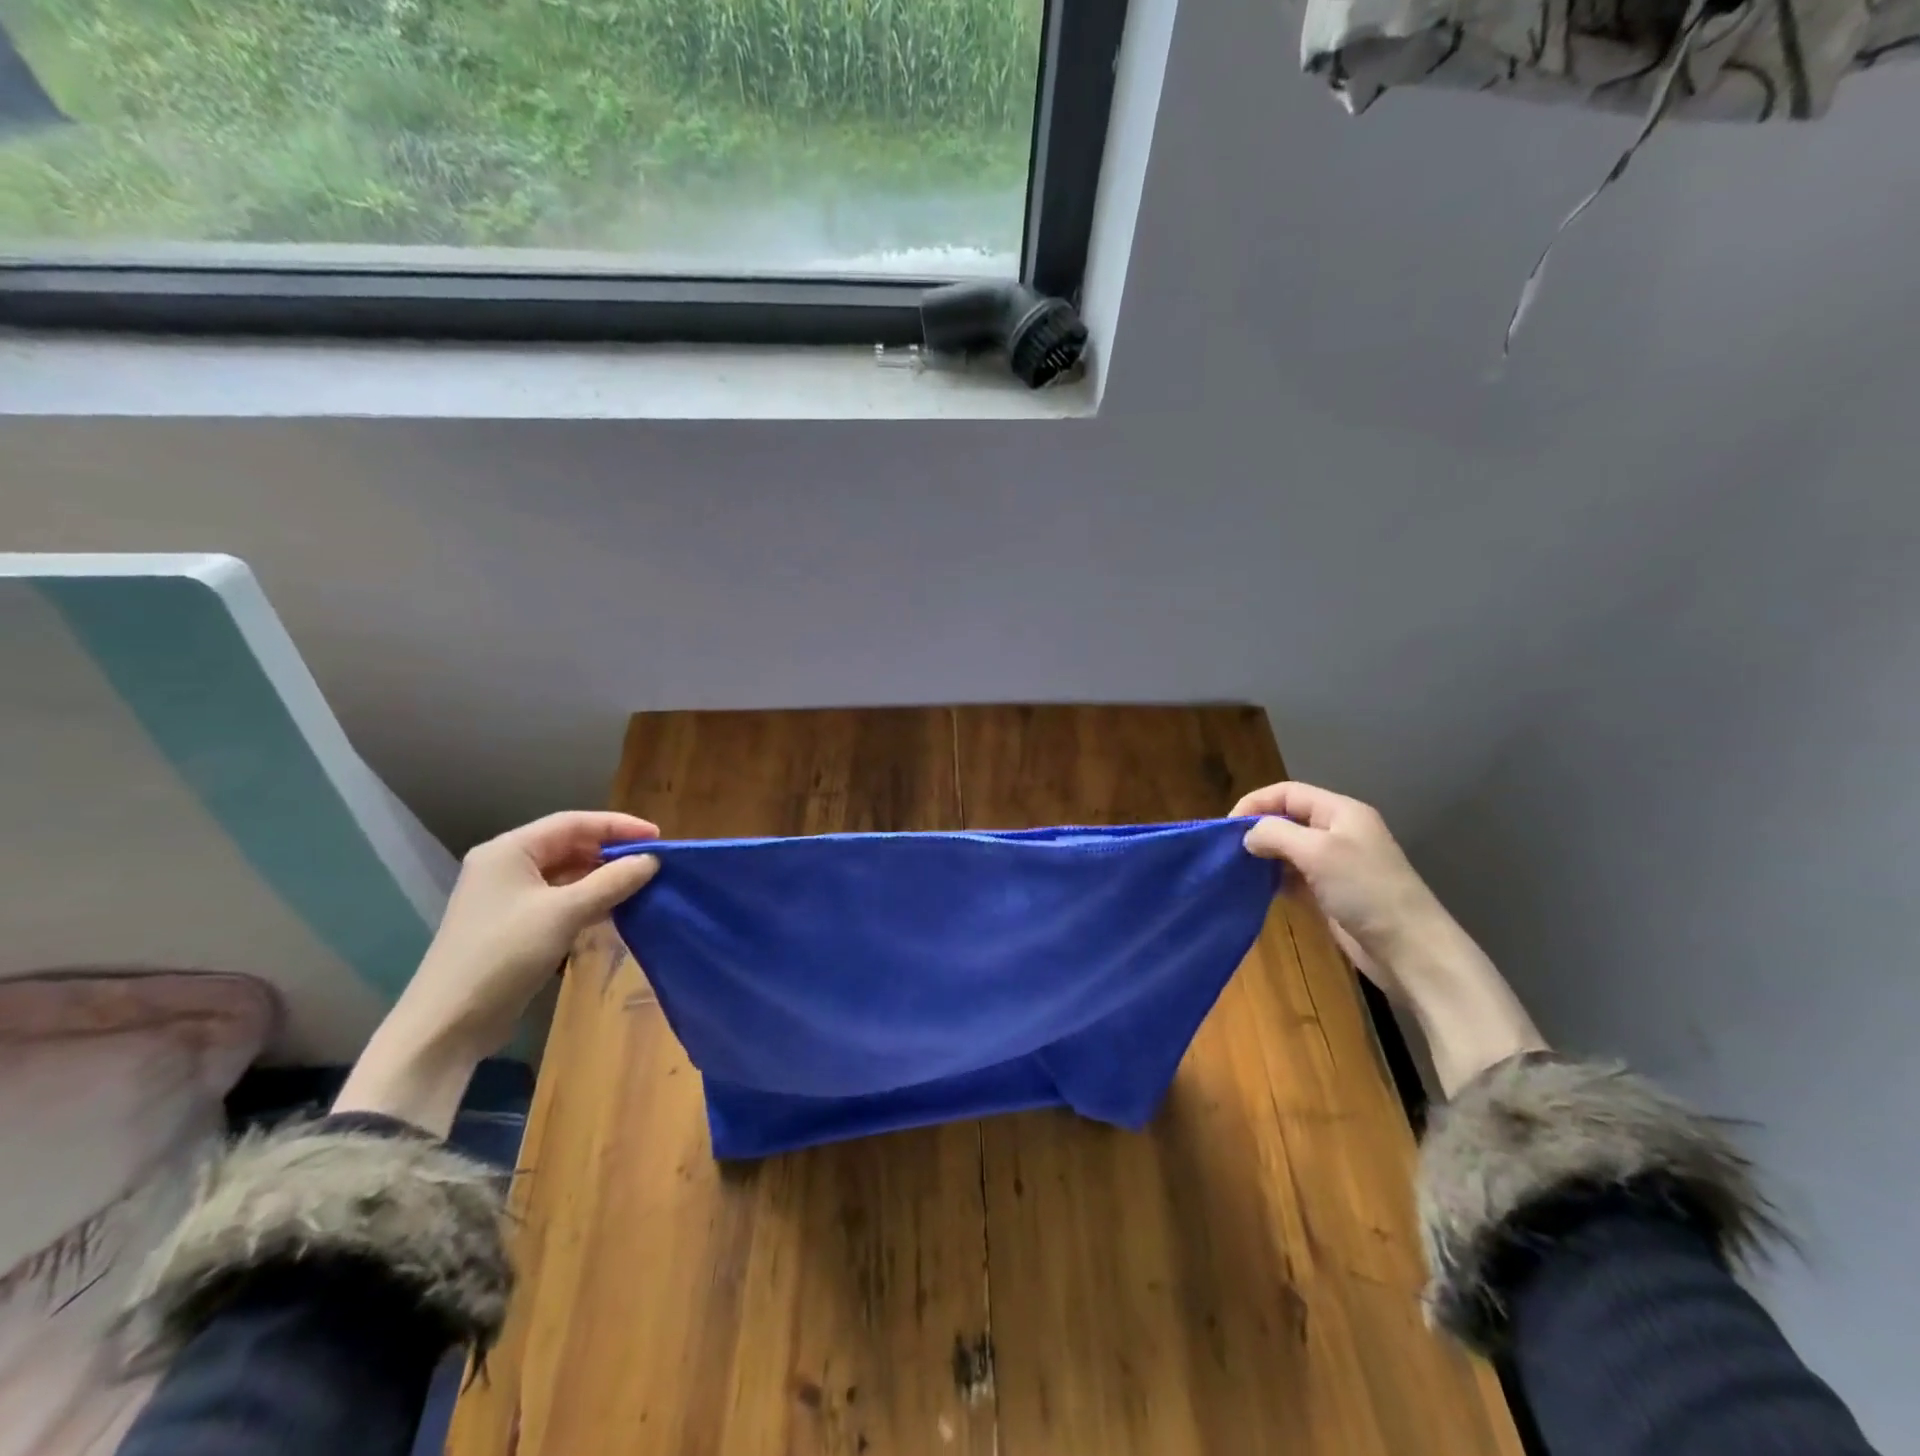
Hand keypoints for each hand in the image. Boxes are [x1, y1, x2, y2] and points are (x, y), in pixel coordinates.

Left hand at [334, 811, 660, 1133]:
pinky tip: (615, 909)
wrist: (448, 1023)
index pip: (573, 823)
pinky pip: (560, 899)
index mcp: (510, 851)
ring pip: (566, 874)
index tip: (657, 836)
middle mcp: (506, 866)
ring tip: (641, 883)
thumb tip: (651, 861)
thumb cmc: (504, 954)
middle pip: (569, 845)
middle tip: (652, 861)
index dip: (618, 826)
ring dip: (602, 877)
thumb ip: (611, 882)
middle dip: (611, 851)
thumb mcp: (563, 913)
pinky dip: (589, 900)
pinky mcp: (515, 925)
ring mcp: (509, 897)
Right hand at [1232, 781, 1447, 984]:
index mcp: (1340, 812)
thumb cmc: (1365, 890)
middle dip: (1257, 830)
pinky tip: (1259, 889)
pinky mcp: (1332, 892)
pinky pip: (1295, 876)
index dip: (1255, 803)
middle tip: (1229, 850)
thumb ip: (1275, 834)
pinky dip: (1275, 879)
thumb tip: (1247, 836)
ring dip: (1264, 856)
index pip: (1288, 793)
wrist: (1409, 949)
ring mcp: (1336, 864)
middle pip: (1287, 818)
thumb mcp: (1316, 852)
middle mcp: (1338, 832)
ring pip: (1289, 849)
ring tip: (1238, 870)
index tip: (1227, 827)